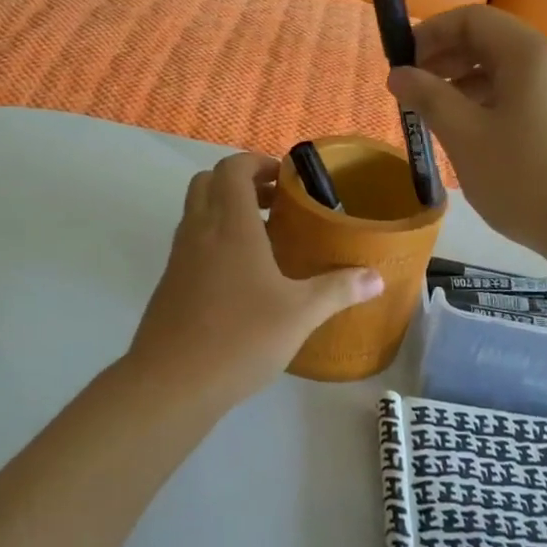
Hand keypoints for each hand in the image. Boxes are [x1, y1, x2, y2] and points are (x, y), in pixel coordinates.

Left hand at [123, 154, 383, 409]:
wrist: (170, 384)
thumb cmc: (240, 338)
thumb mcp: (300, 314)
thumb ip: (338, 290)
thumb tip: (377, 277)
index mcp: (230, 225)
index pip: (233, 168)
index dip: (257, 163)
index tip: (286, 179)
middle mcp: (199, 231)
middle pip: (207, 182)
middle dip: (240, 182)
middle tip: (275, 203)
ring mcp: (179, 257)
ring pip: (196, 212)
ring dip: (225, 210)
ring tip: (263, 237)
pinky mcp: (169, 283)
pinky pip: (191, 242)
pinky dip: (213, 239)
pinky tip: (241, 276)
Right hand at [387, 5, 546, 262]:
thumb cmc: (527, 178)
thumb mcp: (466, 137)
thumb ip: (428, 98)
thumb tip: (398, 73)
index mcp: (529, 53)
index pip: (471, 18)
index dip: (430, 33)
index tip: (401, 64)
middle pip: (491, 41)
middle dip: (446, 59)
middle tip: (414, 92)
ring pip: (509, 72)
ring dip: (467, 85)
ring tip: (440, 118)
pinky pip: (527, 96)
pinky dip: (494, 104)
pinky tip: (478, 138)